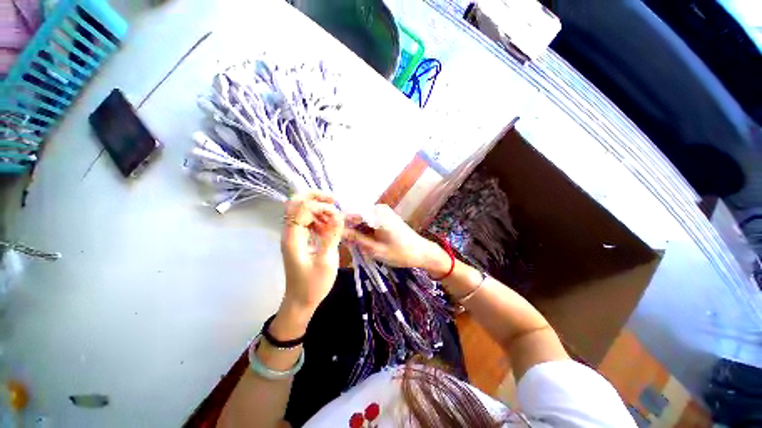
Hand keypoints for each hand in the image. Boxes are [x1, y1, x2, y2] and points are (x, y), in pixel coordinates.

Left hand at [280, 191, 343, 317]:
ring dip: (319, 208)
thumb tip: (339, 216)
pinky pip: (308, 221)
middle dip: (315, 197)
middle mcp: (290, 232)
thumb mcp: (326, 261)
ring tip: (336, 216)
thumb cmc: (313, 285)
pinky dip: (319, 219)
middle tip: (334, 201)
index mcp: (293, 237)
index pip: (301, 208)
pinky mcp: (300, 239)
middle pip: (296, 203)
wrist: (301, 302)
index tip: (337, 213)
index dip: (320, 205)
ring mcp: (294, 235)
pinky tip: (331, 225)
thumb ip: (332, 236)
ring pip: (302, 210)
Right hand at [343, 204, 449, 275]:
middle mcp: (378, 209)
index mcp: (376, 214)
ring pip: (362, 220)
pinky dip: (365, 232)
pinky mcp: (385, 216)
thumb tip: (339, 232)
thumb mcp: (376, 249)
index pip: (351, 215)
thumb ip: (356, 239)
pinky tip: (367, 242)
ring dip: (358, 232)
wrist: (421, 252)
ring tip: (358, 246)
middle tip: (349, 246)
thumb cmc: (400, 252)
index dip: (341, 226)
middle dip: (350, 231)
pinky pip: (369, 222)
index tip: (334, 237)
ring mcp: (382, 212)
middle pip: (356, 217)